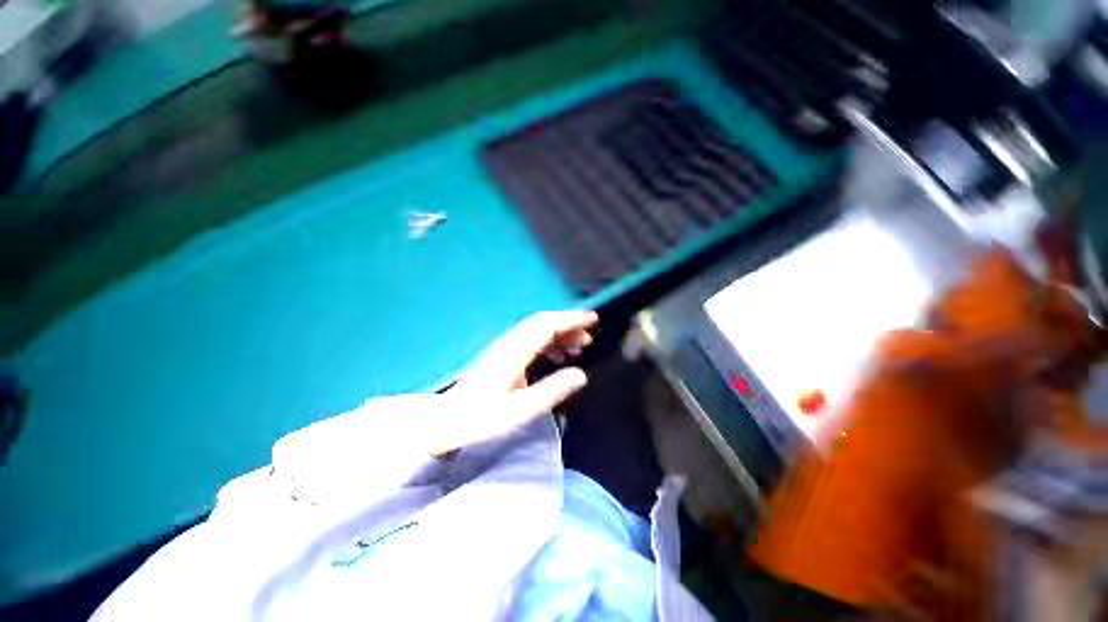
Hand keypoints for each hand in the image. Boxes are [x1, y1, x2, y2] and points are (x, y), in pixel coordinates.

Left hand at [429, 311, 597, 455]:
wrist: (448, 419)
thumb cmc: (483, 417)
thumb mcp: (520, 410)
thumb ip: (552, 391)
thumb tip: (581, 375)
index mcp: (515, 352)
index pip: (547, 325)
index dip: (571, 319)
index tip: (593, 319)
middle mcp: (511, 342)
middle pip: (543, 322)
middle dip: (569, 324)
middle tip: (590, 337)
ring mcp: (506, 346)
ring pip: (538, 329)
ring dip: (560, 333)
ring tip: (579, 347)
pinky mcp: (504, 353)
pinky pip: (531, 339)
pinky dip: (549, 342)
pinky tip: (558, 356)